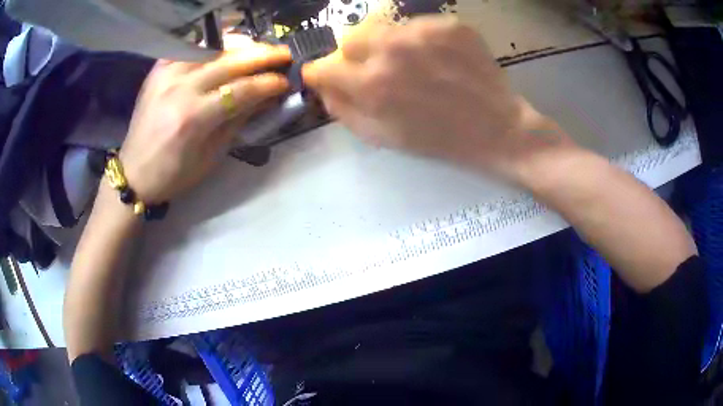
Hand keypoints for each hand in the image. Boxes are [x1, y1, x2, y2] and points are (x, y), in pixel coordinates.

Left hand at [119, 41, 290, 203]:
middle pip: (230, 61)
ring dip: (240, 46)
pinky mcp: (158, 70)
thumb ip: (238, 121)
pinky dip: (211, 46)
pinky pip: (190, 48)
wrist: (133, 173)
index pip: (242, 90)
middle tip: (284, 54)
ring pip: (212, 47)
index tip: (286, 82)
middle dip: (263, 55)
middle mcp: (180, 89)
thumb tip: (266, 98)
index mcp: (193, 118)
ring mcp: (166, 74)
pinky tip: (224, 50)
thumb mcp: (211, 155)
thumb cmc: (173, 175)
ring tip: (258, 50)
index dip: (268, 83)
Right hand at [303, 17, 574, 180]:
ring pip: (383, 26)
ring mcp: (424, 32)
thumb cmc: (439, 139)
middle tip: (375, 68)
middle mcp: (392, 50)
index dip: (321, 73)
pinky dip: (420, 39)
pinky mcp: (449, 24)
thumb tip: (322, 86)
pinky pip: (417, 25)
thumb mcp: (383, 137)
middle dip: (354, 54)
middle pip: (349, 37)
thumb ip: (343, 110)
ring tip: (413, 64)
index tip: (328, 76)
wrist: (497, 129)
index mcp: (372, 85)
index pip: (322, 66)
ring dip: (387, 44)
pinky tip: (438, 58)